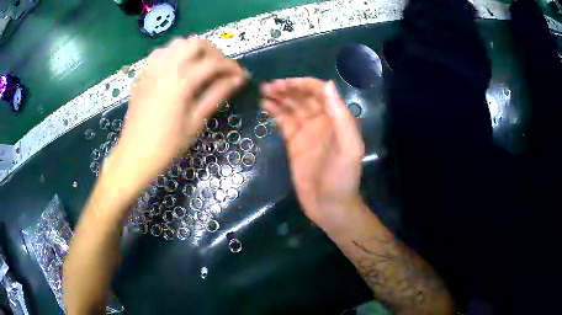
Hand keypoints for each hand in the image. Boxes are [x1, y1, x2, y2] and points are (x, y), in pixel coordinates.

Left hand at [110, 38, 246, 194]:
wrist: (135, 155)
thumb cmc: (167, 145)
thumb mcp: (196, 122)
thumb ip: (216, 95)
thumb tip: (238, 80)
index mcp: (181, 81)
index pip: (213, 63)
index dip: (231, 67)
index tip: (241, 76)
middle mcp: (166, 68)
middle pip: (196, 43)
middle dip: (214, 52)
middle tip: (221, 69)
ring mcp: (152, 69)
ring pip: (177, 43)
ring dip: (193, 50)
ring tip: (200, 66)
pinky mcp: (143, 75)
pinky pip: (161, 53)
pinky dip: (174, 54)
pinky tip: (177, 69)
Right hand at [261, 78, 364, 229]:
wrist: (330, 206)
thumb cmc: (342, 178)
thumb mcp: (349, 148)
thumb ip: (341, 117)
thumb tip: (328, 85)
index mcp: (337, 119)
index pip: (319, 92)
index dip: (303, 84)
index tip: (284, 84)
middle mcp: (322, 121)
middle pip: (303, 97)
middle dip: (287, 89)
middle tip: (268, 87)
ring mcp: (307, 132)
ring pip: (292, 107)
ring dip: (279, 98)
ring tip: (263, 92)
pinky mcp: (294, 144)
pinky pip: (284, 122)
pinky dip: (275, 113)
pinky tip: (265, 106)